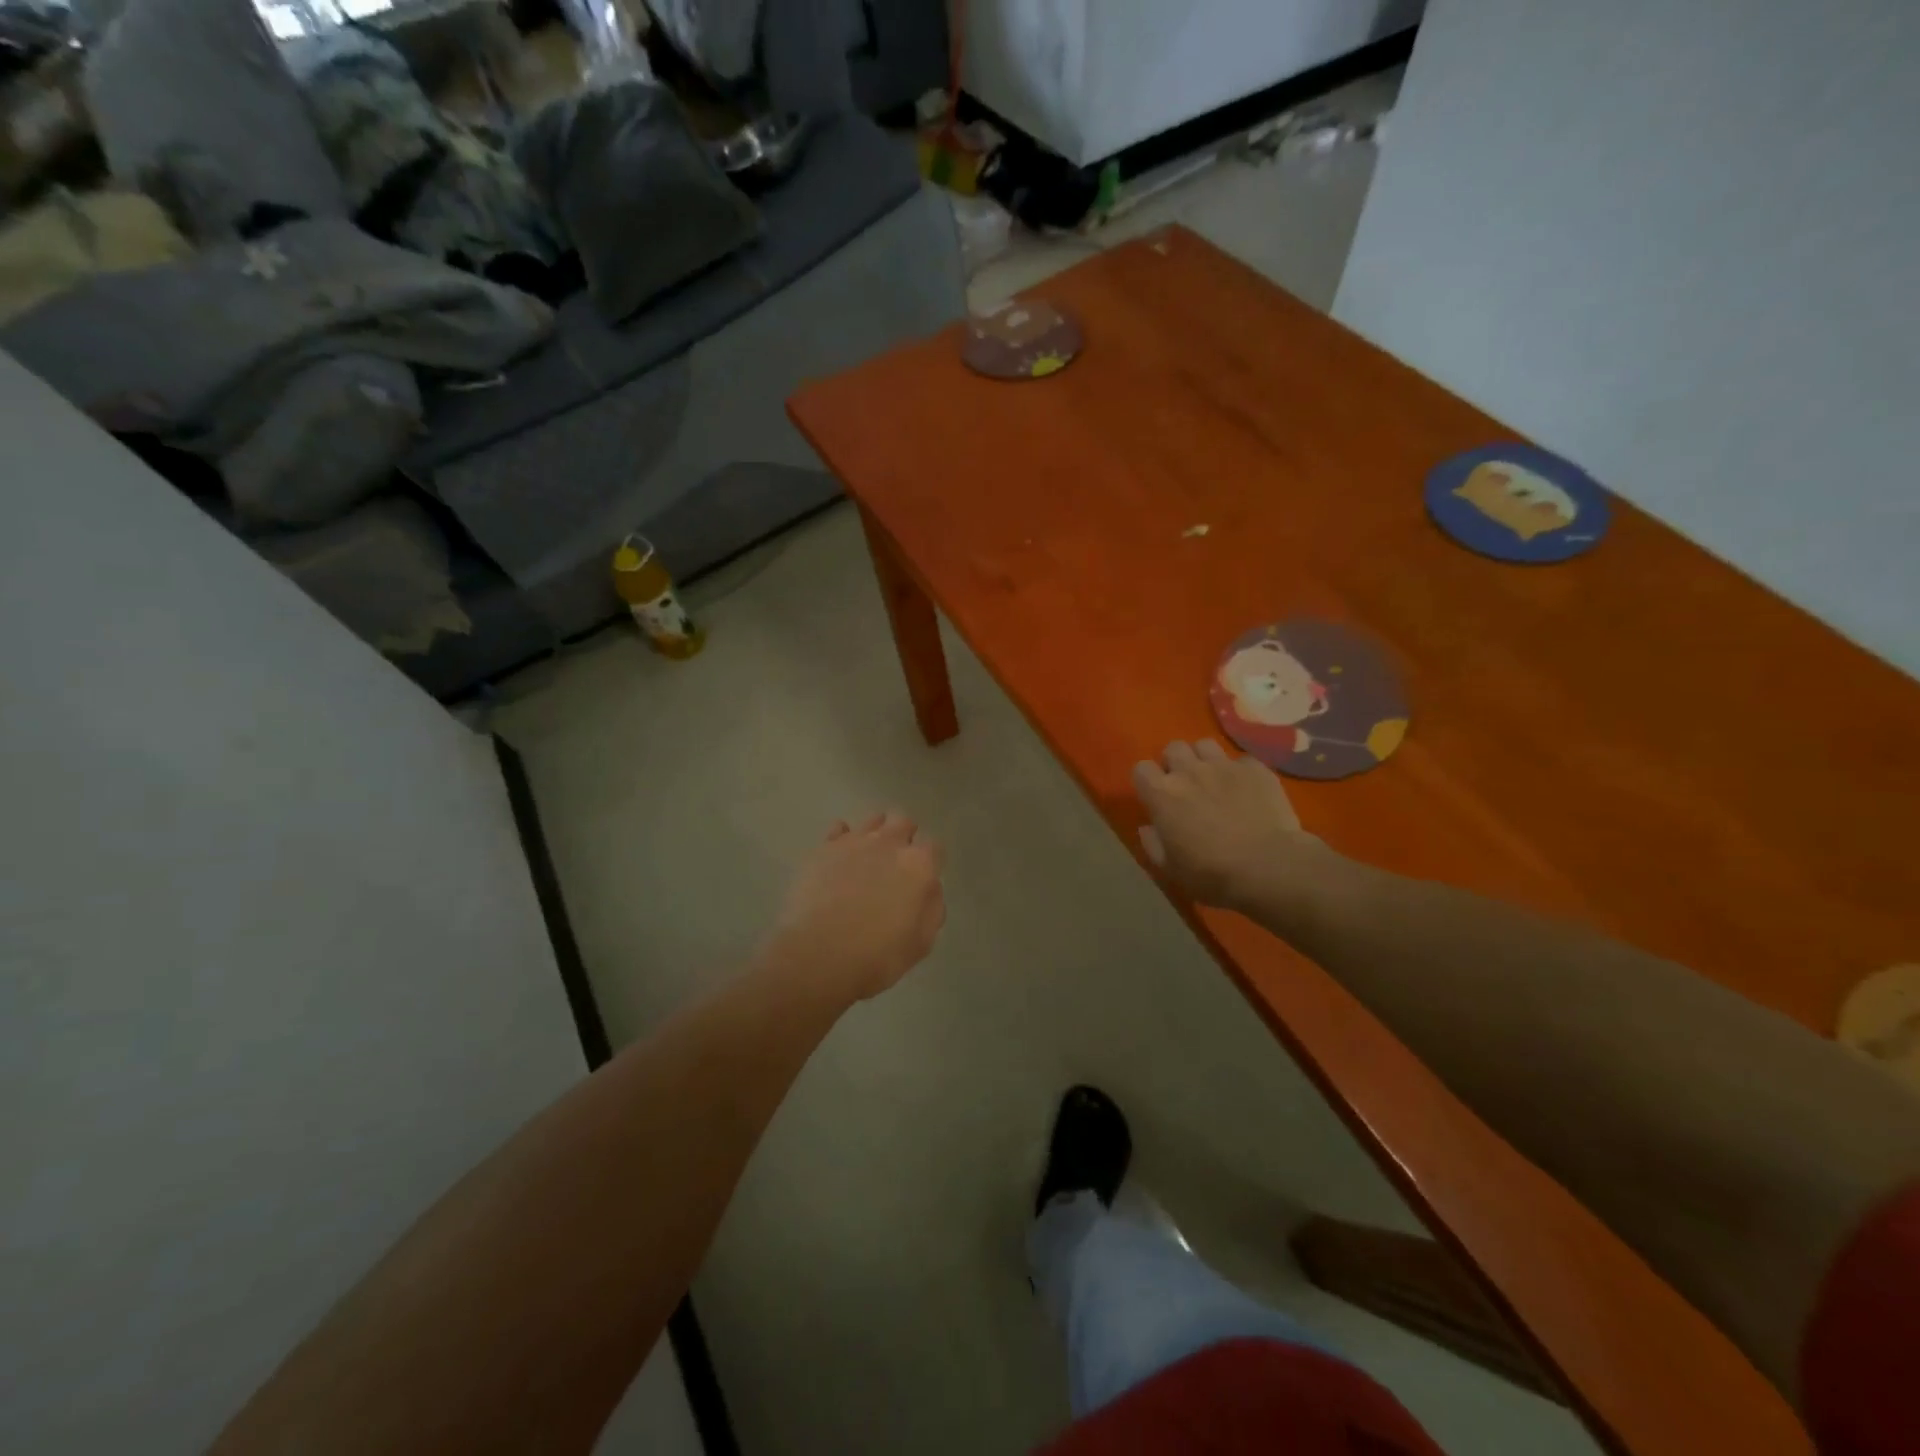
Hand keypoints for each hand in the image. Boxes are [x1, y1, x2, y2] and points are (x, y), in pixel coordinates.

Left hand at [761, 813, 945, 1003]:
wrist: (818, 956)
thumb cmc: (877, 956)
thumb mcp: (921, 942)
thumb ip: (931, 908)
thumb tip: (929, 889)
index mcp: (919, 866)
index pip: (934, 847)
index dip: (931, 861)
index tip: (923, 877)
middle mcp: (889, 843)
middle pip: (903, 822)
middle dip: (904, 836)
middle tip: (896, 863)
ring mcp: (854, 842)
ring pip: (872, 820)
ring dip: (876, 832)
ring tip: (869, 856)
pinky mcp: (823, 849)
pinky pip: (838, 830)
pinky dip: (843, 839)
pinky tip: (840, 858)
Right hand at [1132, 740, 1334, 912]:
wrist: (1268, 867)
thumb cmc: (1212, 873)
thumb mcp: (1171, 869)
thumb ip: (1153, 844)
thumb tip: (1148, 828)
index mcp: (1162, 794)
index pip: (1141, 769)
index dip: (1147, 781)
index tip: (1156, 797)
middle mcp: (1189, 771)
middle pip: (1173, 748)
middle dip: (1175, 763)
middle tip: (1186, 786)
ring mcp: (1224, 766)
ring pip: (1205, 745)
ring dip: (1205, 759)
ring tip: (1215, 780)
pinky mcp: (1255, 769)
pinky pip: (1242, 760)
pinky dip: (1241, 772)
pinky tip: (1248, 790)